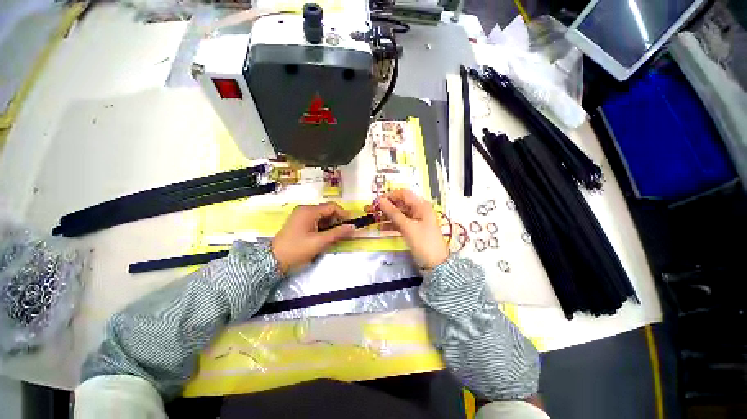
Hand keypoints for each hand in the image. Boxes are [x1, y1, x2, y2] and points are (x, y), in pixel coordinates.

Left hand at [272, 202, 354, 273]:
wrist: (273, 261)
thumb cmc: (296, 250)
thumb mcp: (319, 242)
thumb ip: (337, 233)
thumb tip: (353, 227)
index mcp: (309, 211)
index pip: (331, 206)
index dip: (343, 213)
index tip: (351, 223)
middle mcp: (305, 210)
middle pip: (327, 211)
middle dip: (337, 220)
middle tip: (344, 232)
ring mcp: (301, 216)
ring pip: (322, 216)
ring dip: (331, 225)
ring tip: (336, 236)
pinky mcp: (300, 223)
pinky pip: (316, 221)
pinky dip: (324, 227)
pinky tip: (326, 236)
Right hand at [373, 189, 447, 269]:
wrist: (435, 264)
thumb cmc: (423, 243)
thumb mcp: (407, 227)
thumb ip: (393, 213)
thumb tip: (380, 200)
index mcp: (421, 205)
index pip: (403, 194)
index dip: (389, 196)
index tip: (377, 202)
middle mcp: (419, 209)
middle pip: (400, 203)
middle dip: (387, 206)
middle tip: (373, 211)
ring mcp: (416, 219)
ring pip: (399, 213)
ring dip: (387, 216)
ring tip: (375, 220)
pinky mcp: (413, 228)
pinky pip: (401, 222)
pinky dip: (392, 224)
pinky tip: (382, 228)